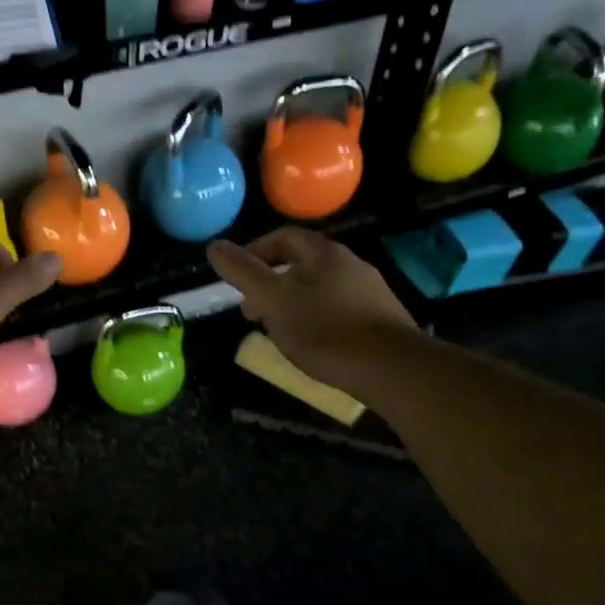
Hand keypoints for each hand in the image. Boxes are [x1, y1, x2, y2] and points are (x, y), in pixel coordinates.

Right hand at [207, 227, 414, 389]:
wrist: (390, 366)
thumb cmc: (323, 330)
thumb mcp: (272, 300)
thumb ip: (243, 272)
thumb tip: (214, 246)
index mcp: (322, 253)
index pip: (283, 237)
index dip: (255, 252)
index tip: (237, 278)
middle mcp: (349, 262)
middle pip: (302, 262)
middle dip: (272, 281)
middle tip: (252, 309)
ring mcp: (368, 289)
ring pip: (320, 286)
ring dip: (293, 300)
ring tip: (278, 328)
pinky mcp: (380, 316)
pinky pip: (338, 307)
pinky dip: (316, 316)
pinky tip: (312, 342)